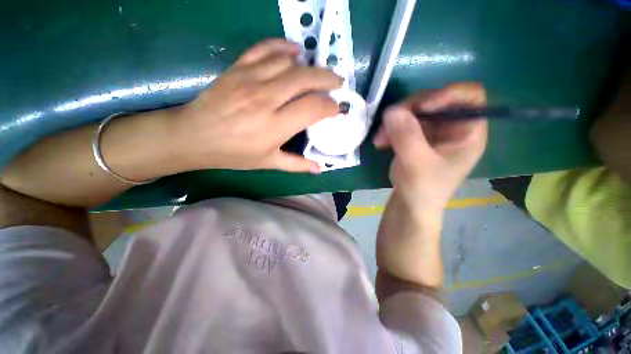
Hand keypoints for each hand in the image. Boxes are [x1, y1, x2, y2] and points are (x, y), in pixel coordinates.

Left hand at [173, 39, 341, 172]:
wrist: (194, 136)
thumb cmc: (234, 153)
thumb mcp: (267, 163)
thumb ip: (296, 164)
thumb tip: (318, 168)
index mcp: (275, 126)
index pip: (313, 108)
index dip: (330, 107)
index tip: (335, 109)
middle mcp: (266, 99)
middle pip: (305, 79)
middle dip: (327, 79)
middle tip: (337, 83)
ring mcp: (251, 79)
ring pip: (289, 62)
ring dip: (309, 66)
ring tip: (317, 74)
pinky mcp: (238, 68)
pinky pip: (265, 48)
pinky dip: (283, 46)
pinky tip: (294, 51)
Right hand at [374, 83, 487, 215]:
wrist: (409, 204)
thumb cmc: (423, 189)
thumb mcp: (417, 164)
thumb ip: (407, 137)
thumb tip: (392, 110)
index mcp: (468, 132)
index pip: (470, 96)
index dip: (447, 94)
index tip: (421, 108)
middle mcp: (452, 127)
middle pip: (435, 100)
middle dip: (409, 110)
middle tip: (388, 123)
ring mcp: (432, 131)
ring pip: (414, 111)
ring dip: (394, 122)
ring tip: (380, 139)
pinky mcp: (415, 137)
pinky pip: (402, 123)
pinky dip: (390, 129)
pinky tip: (381, 142)